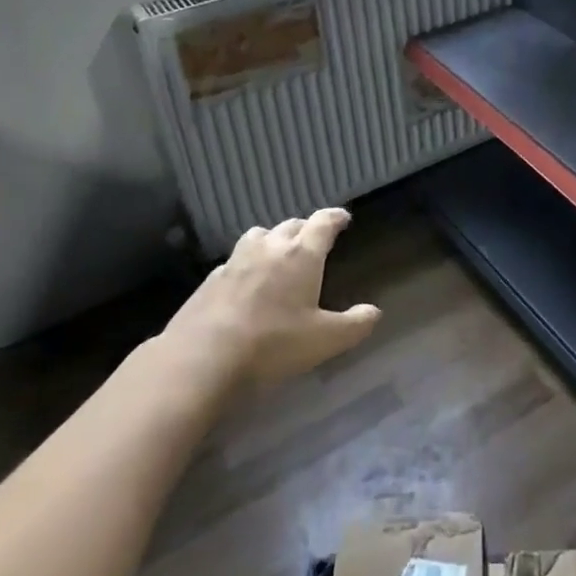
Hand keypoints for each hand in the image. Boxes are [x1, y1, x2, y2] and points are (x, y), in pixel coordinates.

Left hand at [165, 209, 380, 386]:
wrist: (201, 357)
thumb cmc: (273, 343)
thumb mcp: (325, 340)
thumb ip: (354, 325)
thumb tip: (374, 312)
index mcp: (302, 255)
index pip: (323, 223)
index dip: (335, 218)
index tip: (343, 218)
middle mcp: (270, 248)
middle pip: (291, 225)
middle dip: (305, 228)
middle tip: (313, 239)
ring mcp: (236, 261)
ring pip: (259, 236)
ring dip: (272, 239)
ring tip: (277, 254)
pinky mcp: (210, 280)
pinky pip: (234, 261)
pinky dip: (246, 264)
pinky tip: (244, 284)